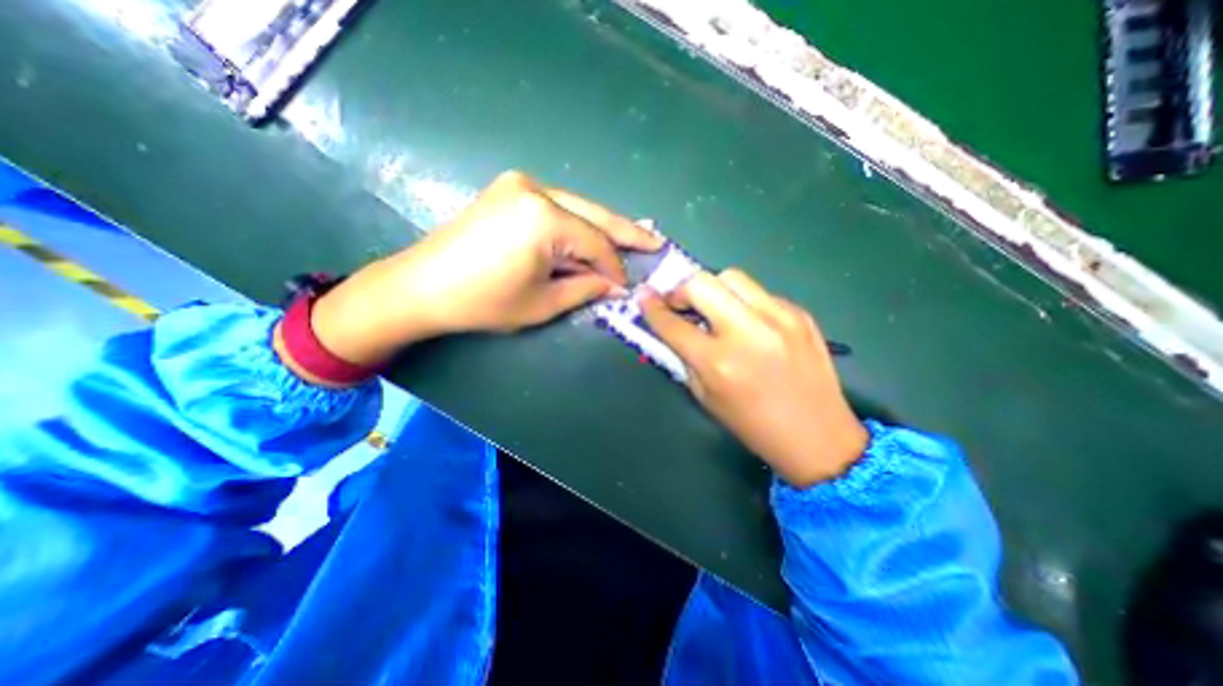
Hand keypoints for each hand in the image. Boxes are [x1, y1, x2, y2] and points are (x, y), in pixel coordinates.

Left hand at [294, 168, 659, 376]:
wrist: (421, 286)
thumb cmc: (482, 301)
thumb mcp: (542, 303)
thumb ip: (585, 288)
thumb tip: (615, 286)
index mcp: (544, 218)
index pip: (596, 244)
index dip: (615, 268)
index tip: (627, 288)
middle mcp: (536, 190)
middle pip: (595, 215)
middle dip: (626, 233)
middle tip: (655, 241)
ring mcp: (520, 185)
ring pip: (579, 208)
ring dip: (603, 228)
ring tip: (633, 239)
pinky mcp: (510, 190)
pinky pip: (558, 207)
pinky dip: (578, 224)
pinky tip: (594, 234)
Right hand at [640, 268, 868, 487]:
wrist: (818, 436)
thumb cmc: (753, 425)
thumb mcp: (706, 397)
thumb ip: (685, 358)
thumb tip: (670, 327)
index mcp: (719, 362)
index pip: (673, 324)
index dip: (652, 308)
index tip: (644, 297)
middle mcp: (747, 332)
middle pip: (702, 283)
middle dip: (682, 290)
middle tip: (681, 304)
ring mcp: (779, 318)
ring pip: (732, 277)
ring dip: (713, 289)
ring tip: (714, 309)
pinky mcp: (800, 313)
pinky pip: (760, 293)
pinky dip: (743, 302)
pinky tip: (748, 323)